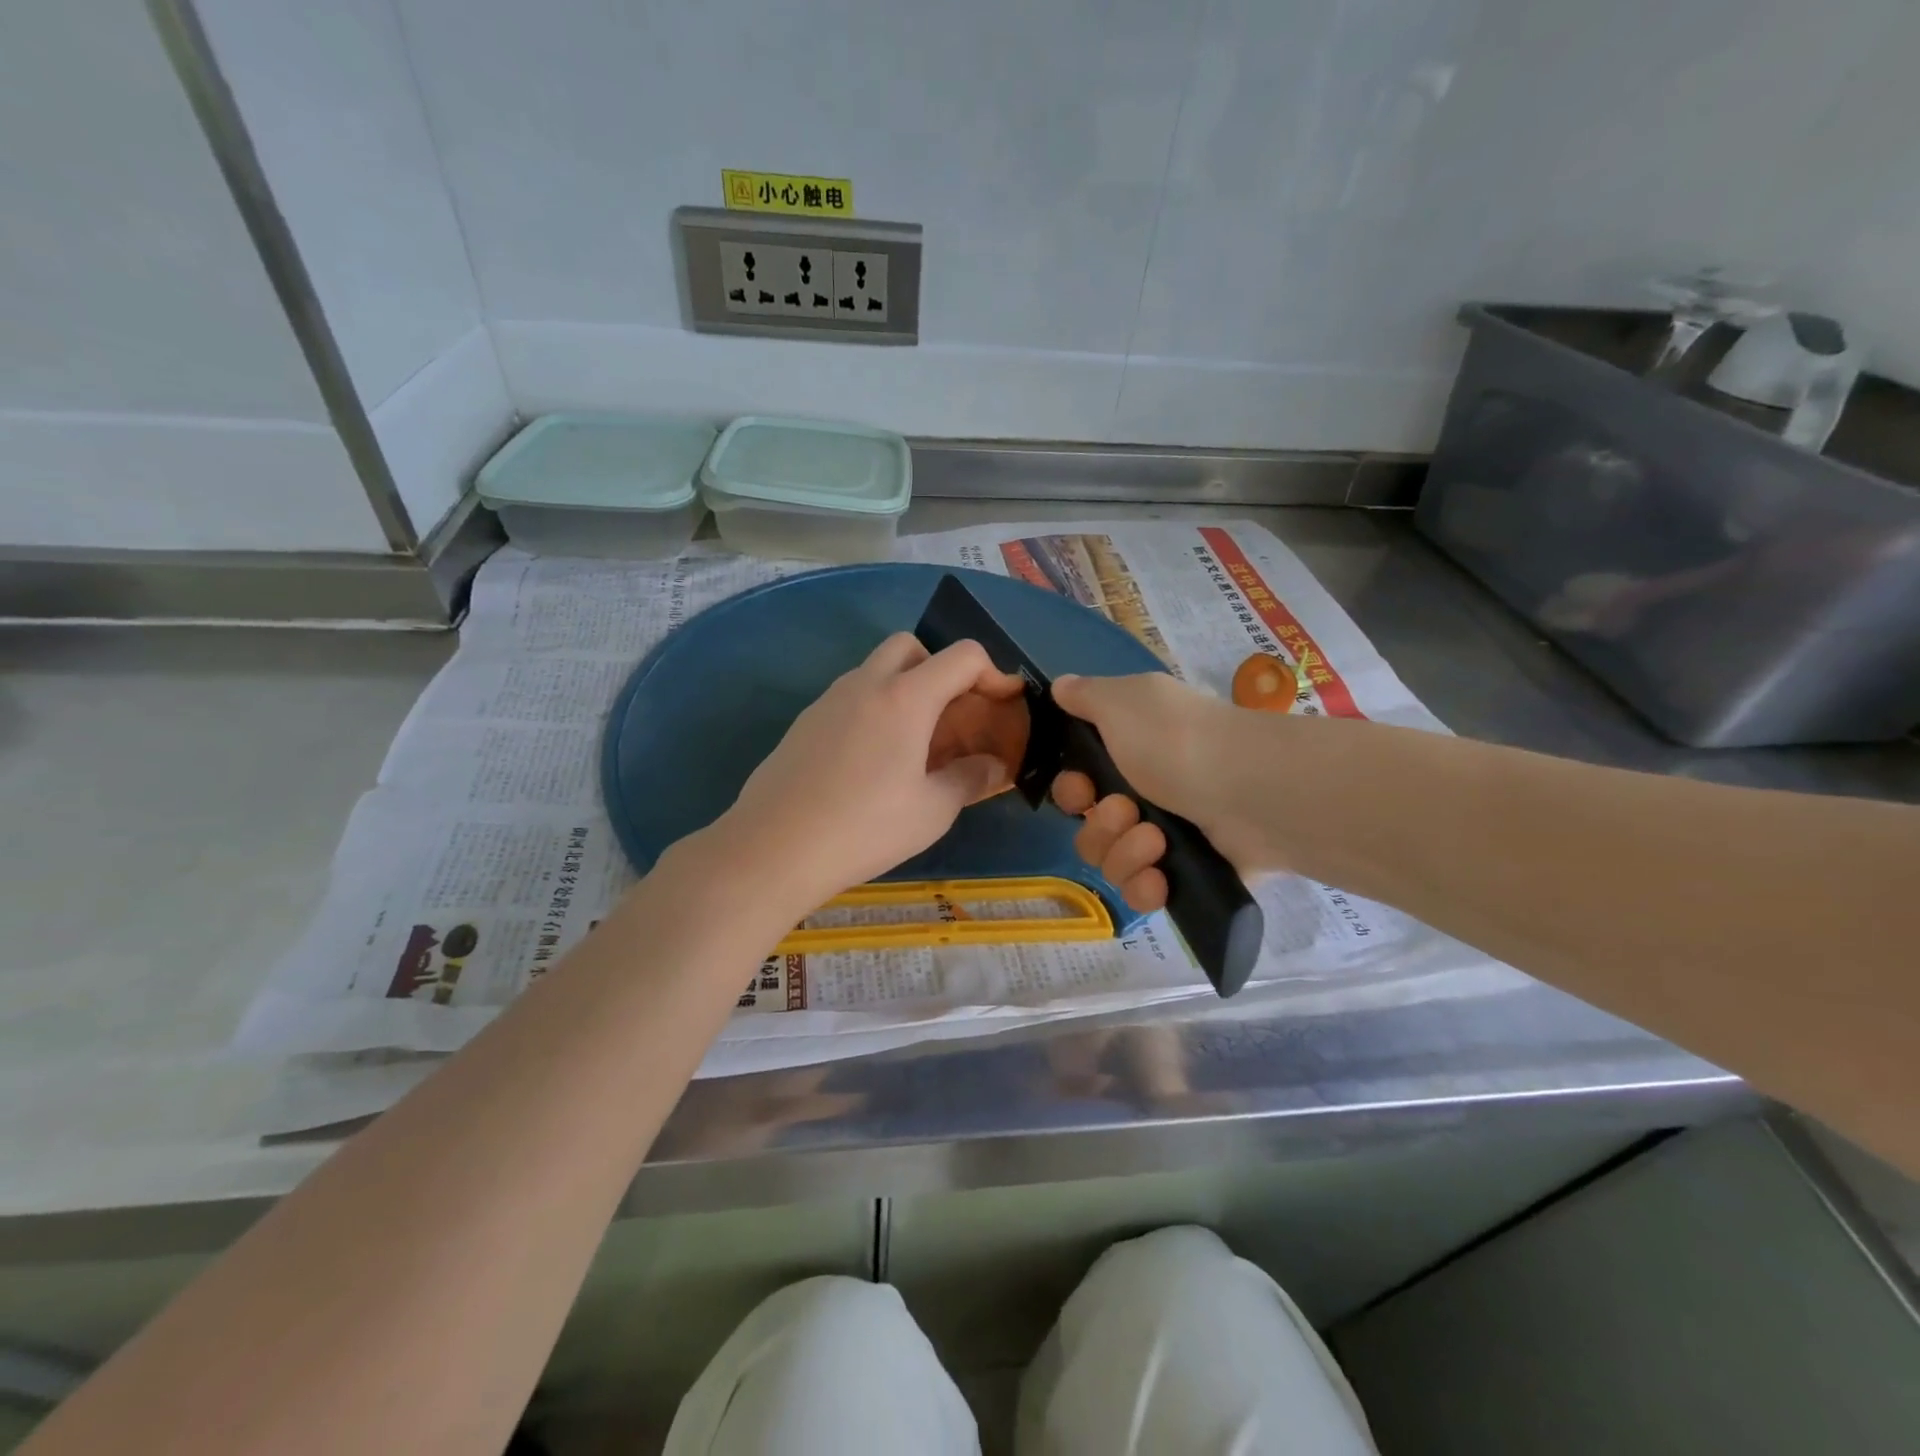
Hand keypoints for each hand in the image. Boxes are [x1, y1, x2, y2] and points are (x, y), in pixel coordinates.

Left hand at [711, 633, 1025, 917]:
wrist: (774, 848)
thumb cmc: (865, 827)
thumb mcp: (932, 811)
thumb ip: (970, 779)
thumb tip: (994, 766)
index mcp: (905, 697)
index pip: (962, 655)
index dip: (993, 673)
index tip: (1004, 704)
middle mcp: (866, 684)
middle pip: (911, 646)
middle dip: (940, 669)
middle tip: (951, 715)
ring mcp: (828, 700)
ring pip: (875, 669)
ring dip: (904, 688)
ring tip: (915, 743)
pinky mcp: (805, 722)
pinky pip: (850, 697)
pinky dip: (874, 709)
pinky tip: (873, 761)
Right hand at [1048, 672, 1273, 912]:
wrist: (1252, 790)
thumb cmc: (1177, 740)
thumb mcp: (1122, 701)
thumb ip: (1085, 695)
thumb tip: (1060, 686)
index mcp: (1129, 754)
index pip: (1079, 787)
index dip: (1071, 792)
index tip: (1083, 790)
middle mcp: (1146, 795)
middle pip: (1090, 829)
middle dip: (1100, 825)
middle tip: (1127, 811)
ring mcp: (1169, 838)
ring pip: (1112, 863)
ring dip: (1125, 853)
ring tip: (1156, 841)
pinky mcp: (1189, 876)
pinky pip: (1144, 893)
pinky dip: (1146, 887)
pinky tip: (1159, 878)